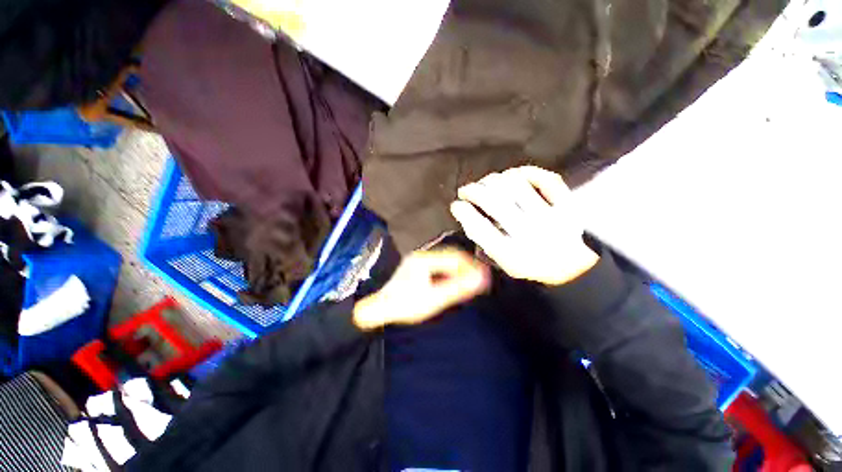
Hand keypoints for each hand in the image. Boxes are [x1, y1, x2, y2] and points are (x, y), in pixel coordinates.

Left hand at [353, 249, 490, 329]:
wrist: (380, 310)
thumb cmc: (406, 305)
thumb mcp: (434, 298)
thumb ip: (457, 289)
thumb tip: (480, 280)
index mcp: (424, 260)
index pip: (454, 257)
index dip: (471, 265)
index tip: (484, 275)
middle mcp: (421, 256)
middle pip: (450, 256)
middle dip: (466, 266)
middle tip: (480, 278)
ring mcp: (417, 261)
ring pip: (444, 261)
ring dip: (458, 269)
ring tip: (470, 279)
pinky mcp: (415, 268)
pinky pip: (438, 266)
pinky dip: (449, 272)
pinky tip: (453, 281)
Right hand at [450, 166, 598, 285]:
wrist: (572, 268)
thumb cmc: (531, 264)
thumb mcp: (502, 262)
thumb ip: (483, 239)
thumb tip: (462, 211)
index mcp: (513, 254)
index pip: (480, 228)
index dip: (463, 212)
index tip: (456, 205)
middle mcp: (531, 235)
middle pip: (495, 202)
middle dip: (473, 191)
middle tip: (466, 190)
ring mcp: (551, 217)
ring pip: (515, 185)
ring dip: (494, 180)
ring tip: (487, 183)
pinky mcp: (567, 204)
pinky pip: (546, 179)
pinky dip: (527, 172)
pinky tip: (513, 175)